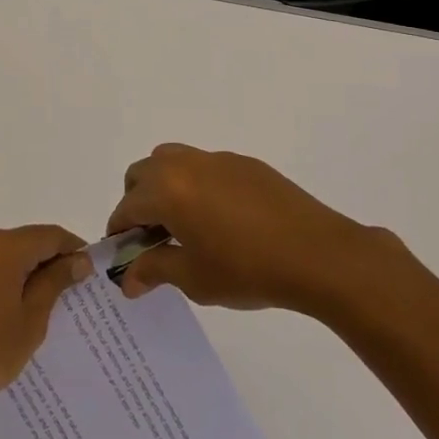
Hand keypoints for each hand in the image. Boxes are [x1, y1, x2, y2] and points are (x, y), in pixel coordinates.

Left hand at [0, 226, 89, 425]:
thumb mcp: (32, 319)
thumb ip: (55, 282)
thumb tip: (78, 260)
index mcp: (2, 247)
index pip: (49, 235)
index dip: (73, 249)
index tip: (89, 272)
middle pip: (25, 242)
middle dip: (48, 261)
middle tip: (68, 292)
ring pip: (2, 256)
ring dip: (23, 272)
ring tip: (38, 305)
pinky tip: (3, 313)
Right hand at [108, 144, 395, 312]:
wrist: (318, 255)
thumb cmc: (247, 270)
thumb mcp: (194, 278)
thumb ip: (154, 271)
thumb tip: (127, 279)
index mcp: (166, 190)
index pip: (126, 207)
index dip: (120, 233)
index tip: (125, 257)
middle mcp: (185, 164)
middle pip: (143, 174)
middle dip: (137, 202)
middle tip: (152, 239)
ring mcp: (217, 160)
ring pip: (172, 161)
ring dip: (164, 186)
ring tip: (183, 224)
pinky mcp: (245, 164)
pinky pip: (206, 167)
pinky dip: (197, 185)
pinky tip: (221, 219)